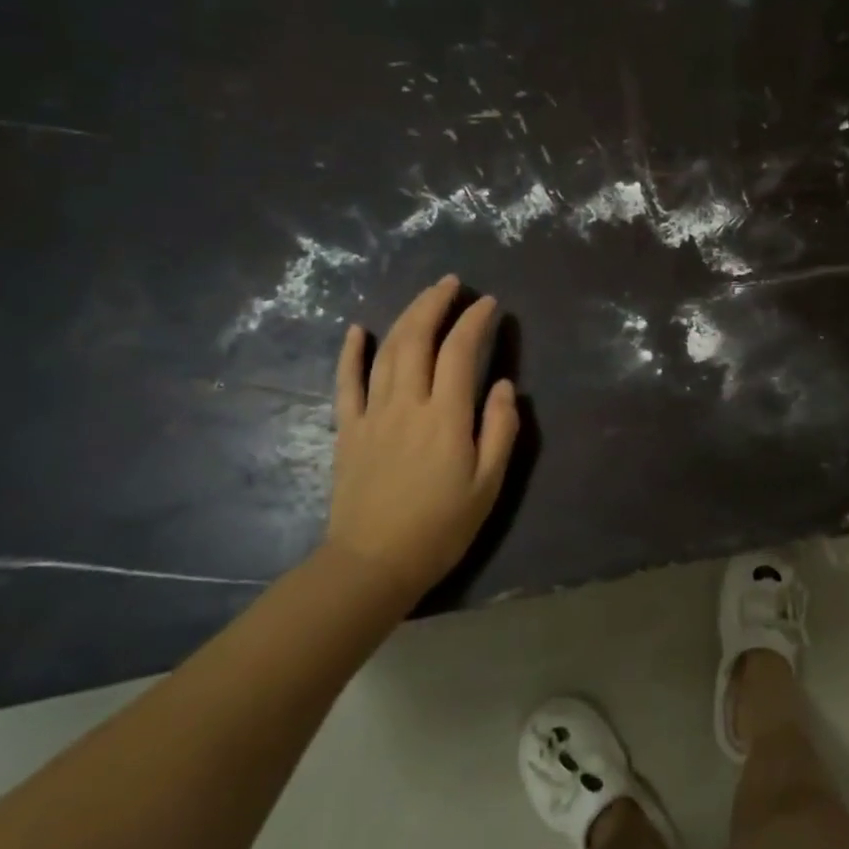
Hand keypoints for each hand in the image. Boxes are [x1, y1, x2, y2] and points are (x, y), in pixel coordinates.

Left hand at [327, 276, 519, 598]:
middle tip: (452, 284)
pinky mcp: (348, 430)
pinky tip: (356, 330)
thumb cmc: (441, 527)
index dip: (475, 321)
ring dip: (405, 317)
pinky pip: (346, 383)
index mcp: (445, 417)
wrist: (373, 564)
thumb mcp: (488, 484)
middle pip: (417, 339)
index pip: (459, 352)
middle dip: (435, 304)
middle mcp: (407, 404)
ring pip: (386, 352)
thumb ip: (499, 430)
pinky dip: (350, 353)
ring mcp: (372, 415)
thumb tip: (502, 385)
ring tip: (424, 297)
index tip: (489, 303)